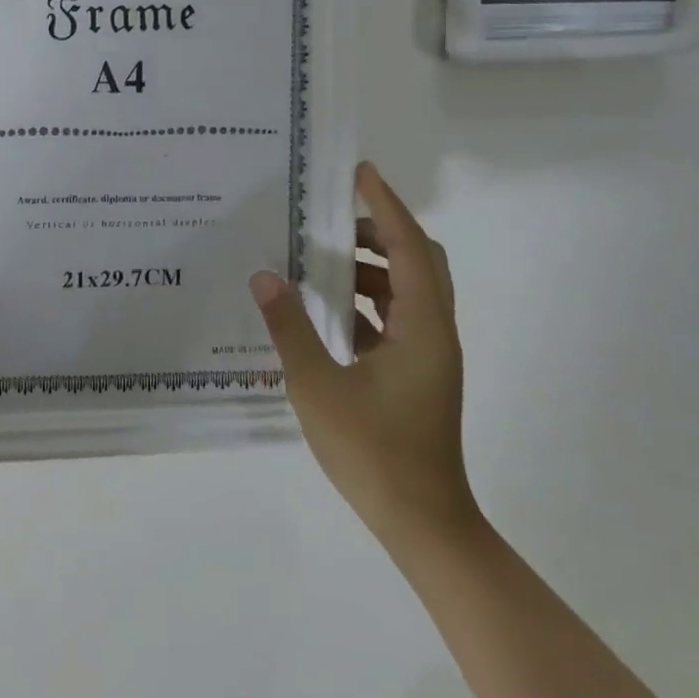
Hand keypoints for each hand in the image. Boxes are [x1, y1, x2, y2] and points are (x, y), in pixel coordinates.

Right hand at [250, 162, 475, 548]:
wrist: (423, 524)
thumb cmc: (374, 452)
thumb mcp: (318, 385)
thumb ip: (289, 326)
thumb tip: (264, 275)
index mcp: (423, 327)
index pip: (408, 248)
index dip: (385, 206)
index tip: (359, 173)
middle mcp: (434, 332)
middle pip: (418, 262)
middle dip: (378, 233)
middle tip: (331, 221)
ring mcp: (428, 355)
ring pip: (406, 291)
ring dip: (370, 269)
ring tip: (318, 261)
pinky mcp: (416, 374)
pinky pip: (395, 319)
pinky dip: (366, 303)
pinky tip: (326, 311)